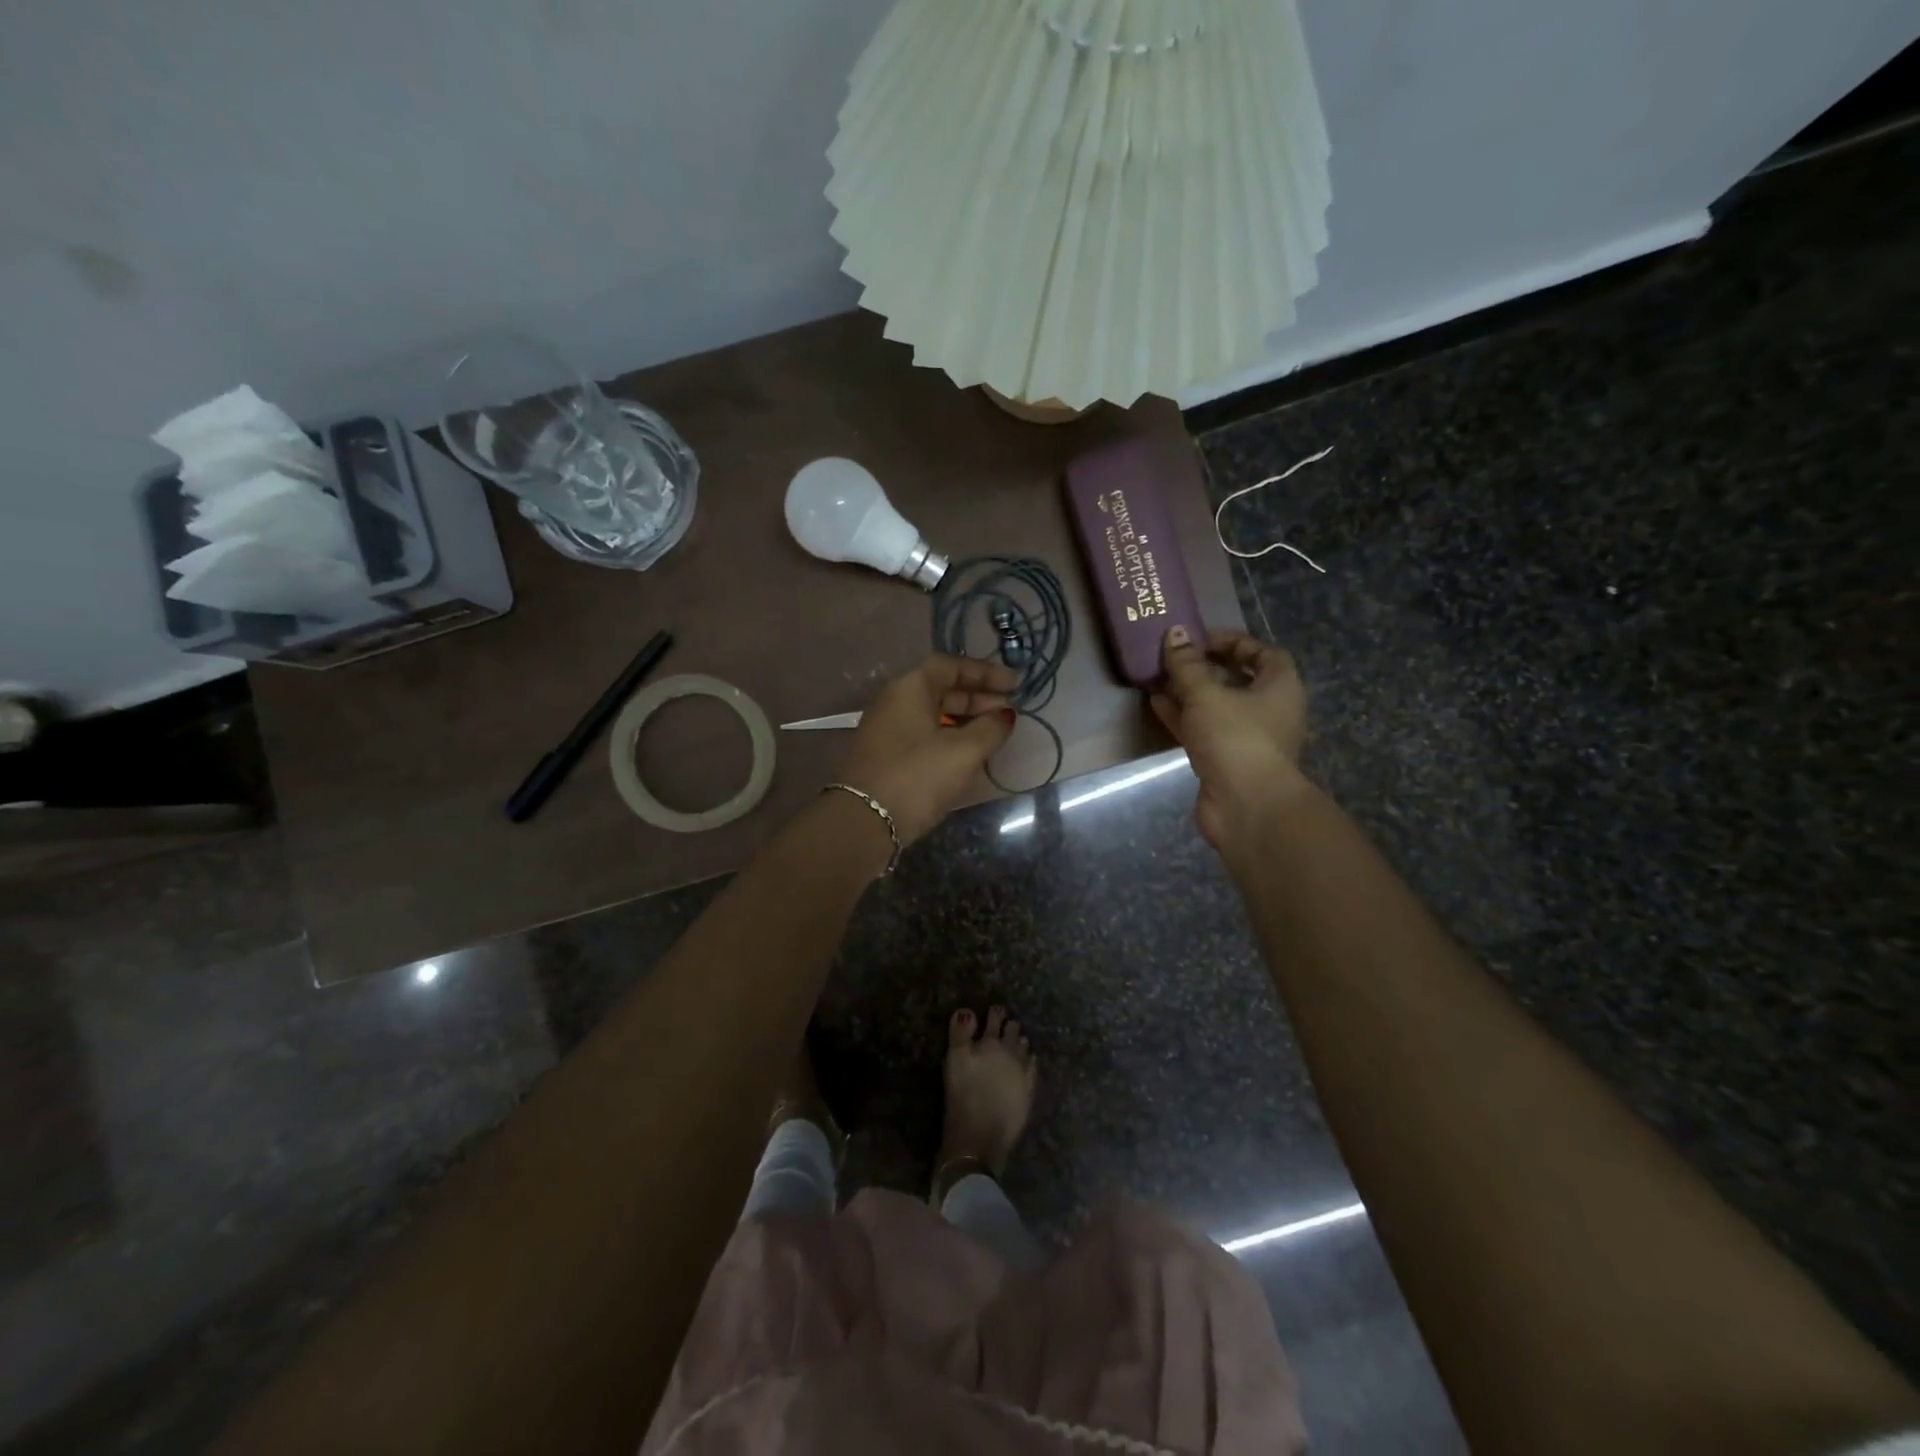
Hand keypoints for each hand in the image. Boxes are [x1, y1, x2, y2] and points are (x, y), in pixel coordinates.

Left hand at [841, 656, 1018, 843]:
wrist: (864, 822)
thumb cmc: (918, 776)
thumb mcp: (964, 751)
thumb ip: (991, 728)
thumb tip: (1005, 715)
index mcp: (910, 688)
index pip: (951, 666)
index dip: (986, 672)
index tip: (1015, 686)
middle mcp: (895, 702)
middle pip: (942, 689)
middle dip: (979, 698)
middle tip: (1009, 712)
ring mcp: (888, 730)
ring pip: (933, 714)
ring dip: (966, 719)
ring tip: (995, 734)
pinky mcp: (887, 756)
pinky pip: (925, 735)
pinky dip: (950, 737)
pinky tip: (970, 754)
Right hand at [1151, 626, 1309, 849]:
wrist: (1245, 805)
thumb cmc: (1235, 738)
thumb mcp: (1206, 693)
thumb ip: (1187, 664)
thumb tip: (1175, 633)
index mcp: (1280, 687)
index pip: (1263, 653)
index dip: (1233, 642)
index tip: (1200, 639)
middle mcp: (1269, 710)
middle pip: (1237, 680)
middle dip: (1205, 668)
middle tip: (1174, 657)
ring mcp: (1247, 738)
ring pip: (1216, 707)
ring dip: (1189, 693)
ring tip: (1158, 677)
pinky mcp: (1226, 760)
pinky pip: (1203, 730)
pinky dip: (1183, 717)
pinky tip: (1156, 705)